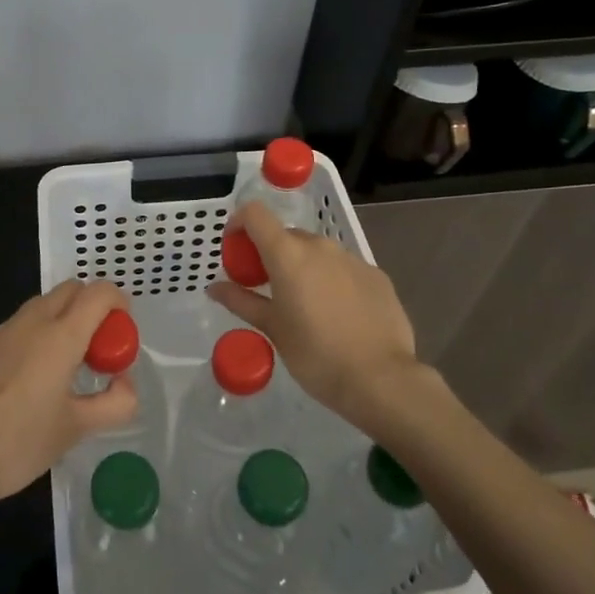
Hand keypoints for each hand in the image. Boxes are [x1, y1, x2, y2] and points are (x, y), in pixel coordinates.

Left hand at [0, 280, 138, 515]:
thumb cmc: (20, 444)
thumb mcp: (78, 429)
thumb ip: (115, 402)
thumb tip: (125, 382)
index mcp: (60, 336)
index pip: (98, 292)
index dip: (118, 302)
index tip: (121, 331)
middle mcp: (29, 322)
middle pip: (69, 290)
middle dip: (90, 307)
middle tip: (95, 349)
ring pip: (38, 307)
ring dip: (59, 321)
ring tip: (60, 367)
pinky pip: (11, 330)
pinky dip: (28, 340)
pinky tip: (20, 382)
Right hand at [206, 201, 428, 431]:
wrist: (380, 379)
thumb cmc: (315, 355)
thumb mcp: (272, 329)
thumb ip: (241, 301)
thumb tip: (214, 287)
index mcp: (288, 254)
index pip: (255, 214)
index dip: (239, 223)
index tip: (235, 250)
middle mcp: (320, 246)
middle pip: (286, 235)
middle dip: (271, 255)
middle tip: (266, 289)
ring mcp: (352, 258)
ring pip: (317, 252)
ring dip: (303, 267)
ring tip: (304, 305)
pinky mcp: (376, 275)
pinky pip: (343, 268)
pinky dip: (331, 280)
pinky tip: (337, 314)